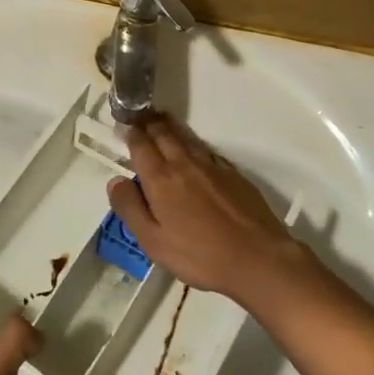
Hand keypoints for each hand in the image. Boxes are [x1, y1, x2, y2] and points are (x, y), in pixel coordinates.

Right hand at [109, 114, 310, 308]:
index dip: (130, 133)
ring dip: (170, 126)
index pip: (140, 145)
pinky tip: (193, 147)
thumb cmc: (199, 255)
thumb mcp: (153, 241)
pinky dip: (193, 142)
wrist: (258, 258)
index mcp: (160, 178)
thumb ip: (130, 208)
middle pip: (163, 134)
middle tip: (140, 115)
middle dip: (149, 122)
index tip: (124, 125)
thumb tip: (116, 180)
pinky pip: (206, 149)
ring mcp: (211, 166)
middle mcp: (183, 163)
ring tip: (161, 119)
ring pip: (186, 137)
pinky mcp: (233, 174)